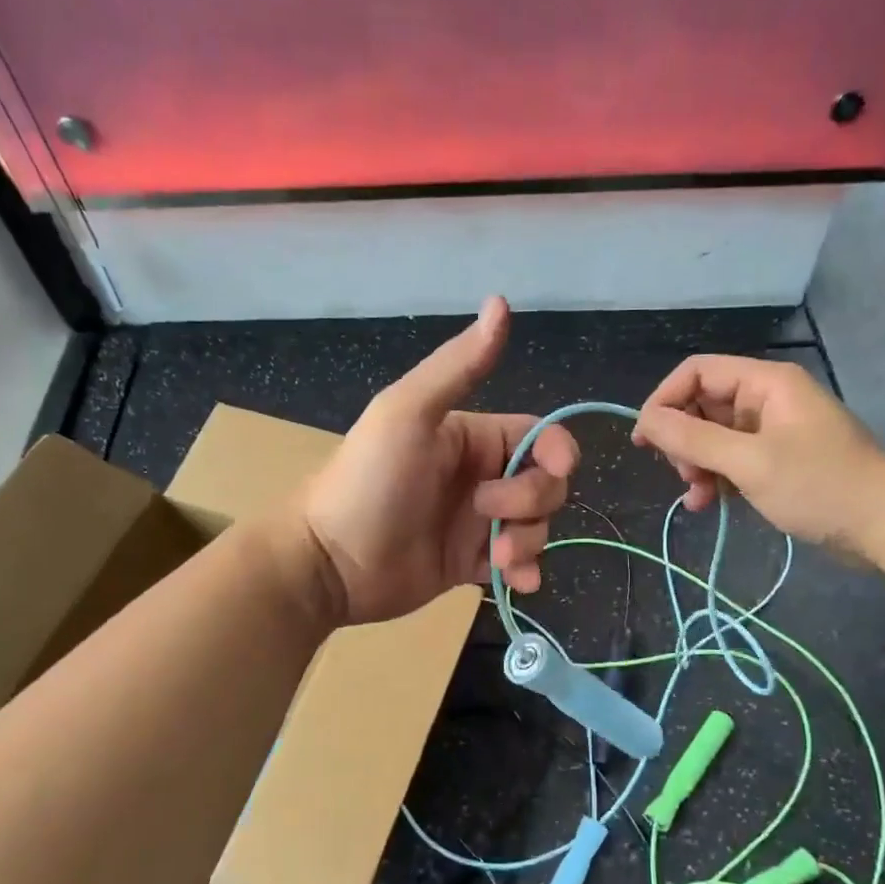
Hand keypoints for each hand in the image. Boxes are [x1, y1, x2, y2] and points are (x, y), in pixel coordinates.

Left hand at [301, 297, 578, 624]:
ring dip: (529, 542)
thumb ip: (458, 366)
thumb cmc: (369, 481)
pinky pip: (517, 565)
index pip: (538, 437)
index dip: (554, 452)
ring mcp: (476, 524)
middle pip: (544, 484)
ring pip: (536, 526)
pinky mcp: (469, 564)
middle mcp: (480, 477)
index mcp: (471, 437)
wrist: (329, 561)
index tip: (554, 470)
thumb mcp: (408, 413)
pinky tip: (515, 582)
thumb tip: (501, 301)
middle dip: (533, 502)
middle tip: (487, 515)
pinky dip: (525, 572)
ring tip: (494, 558)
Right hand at [632, 355, 884, 553]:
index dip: (664, 400)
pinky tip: (709, 505)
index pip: (697, 373)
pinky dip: (716, 479)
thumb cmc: (819, 485)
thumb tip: (645, 420)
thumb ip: (693, 438)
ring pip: (714, 437)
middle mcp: (766, 400)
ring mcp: (773, 432)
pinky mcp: (777, 461)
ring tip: (698, 496)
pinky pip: (732, 460)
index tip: (645, 440)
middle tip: (684, 475)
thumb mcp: (749, 462)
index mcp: (765, 383)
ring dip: (697, 465)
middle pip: (702, 405)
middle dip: (683, 440)